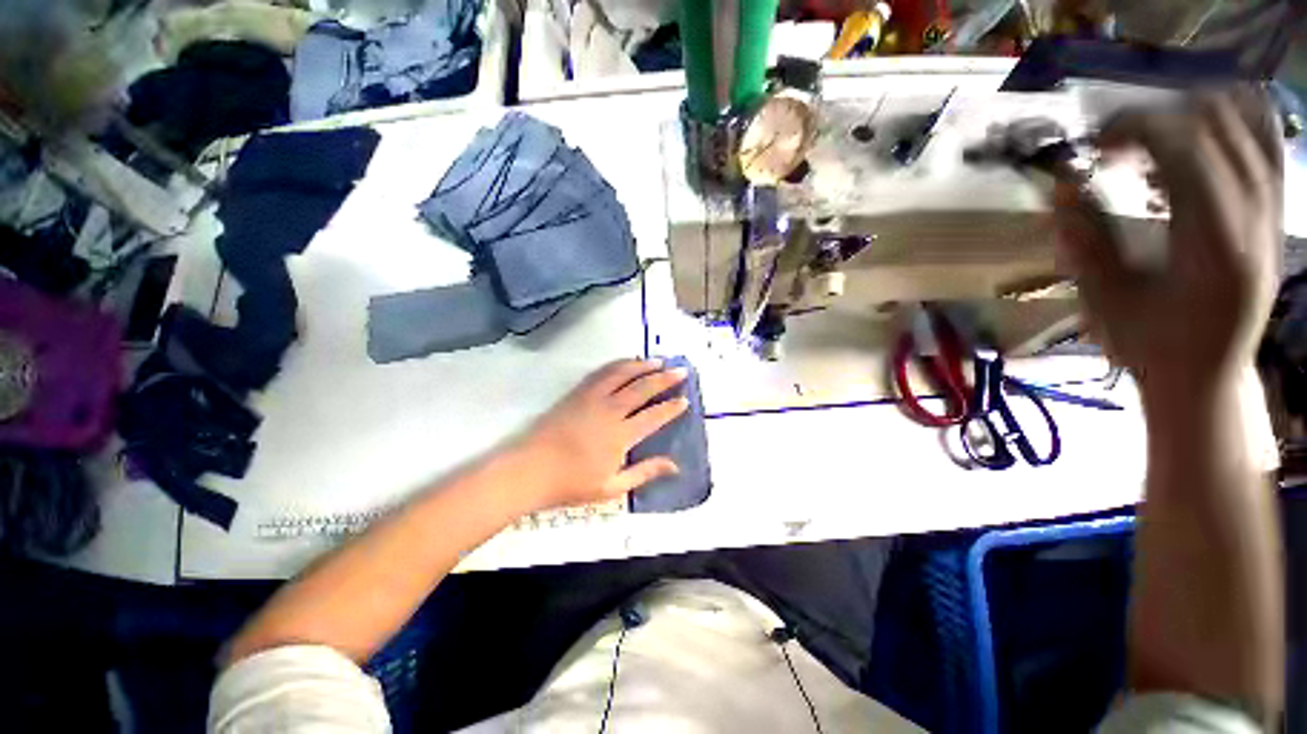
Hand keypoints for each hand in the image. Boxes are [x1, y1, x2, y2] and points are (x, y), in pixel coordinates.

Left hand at [512, 359, 689, 510]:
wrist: (530, 470)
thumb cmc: (571, 484)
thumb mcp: (612, 487)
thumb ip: (644, 472)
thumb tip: (675, 466)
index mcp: (621, 435)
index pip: (654, 416)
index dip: (671, 407)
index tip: (684, 400)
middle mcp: (610, 410)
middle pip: (642, 388)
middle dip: (664, 378)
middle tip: (680, 370)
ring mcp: (592, 398)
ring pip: (623, 374)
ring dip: (643, 365)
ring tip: (658, 361)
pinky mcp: (578, 393)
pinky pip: (603, 373)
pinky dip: (619, 365)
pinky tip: (627, 363)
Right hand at [1054, 86, 1282, 395]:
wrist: (1209, 376)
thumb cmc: (1152, 346)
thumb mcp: (1107, 302)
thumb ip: (1085, 242)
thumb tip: (1062, 188)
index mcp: (1212, 244)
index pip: (1185, 148)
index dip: (1135, 129)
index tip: (1097, 144)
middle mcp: (1253, 219)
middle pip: (1219, 124)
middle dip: (1162, 119)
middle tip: (1121, 147)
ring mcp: (1271, 214)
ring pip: (1250, 125)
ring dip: (1196, 118)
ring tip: (1156, 142)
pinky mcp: (1274, 216)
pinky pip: (1266, 146)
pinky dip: (1231, 128)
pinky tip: (1195, 149)